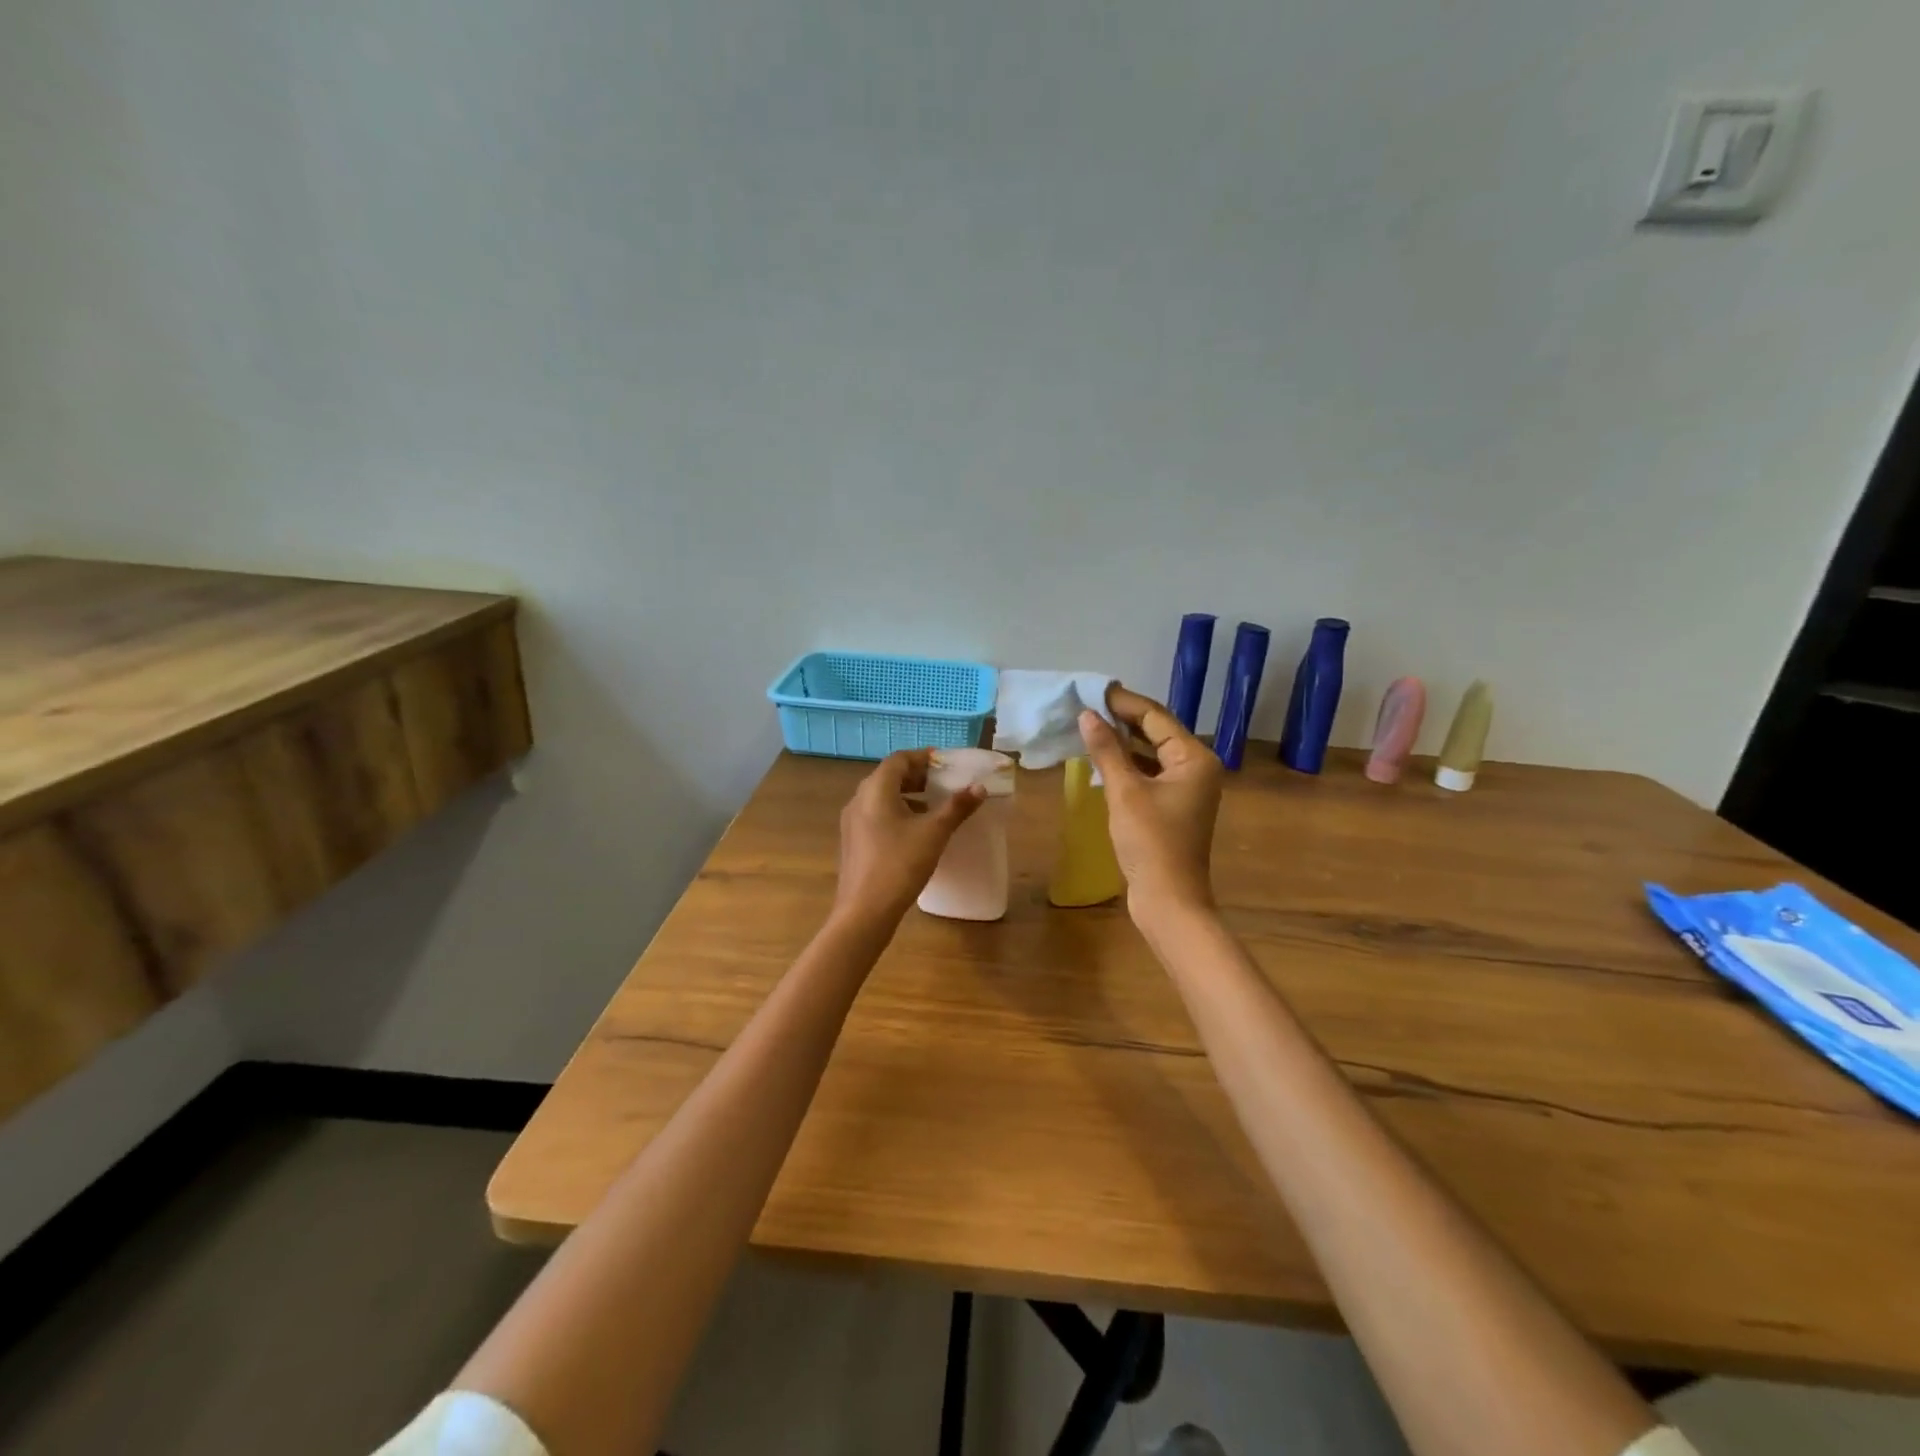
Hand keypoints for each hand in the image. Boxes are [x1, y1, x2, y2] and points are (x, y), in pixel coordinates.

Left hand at [833, 750, 984, 927]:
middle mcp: (858, 800)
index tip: (945, 763)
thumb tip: (979, 787)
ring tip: (932, 807)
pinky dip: (896, 813)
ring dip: (906, 796)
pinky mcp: (853, 842)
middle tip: (942, 783)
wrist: (865, 911)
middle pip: (888, 777)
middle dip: (916, 777)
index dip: (923, 757)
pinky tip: (914, 832)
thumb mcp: (934, 833)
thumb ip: (957, 807)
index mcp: (876, 790)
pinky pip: (875, 816)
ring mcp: (851, 822)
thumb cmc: (900, 864)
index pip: (899, 760)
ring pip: (880, 797)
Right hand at [1078, 685, 1223, 918]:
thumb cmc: (1150, 842)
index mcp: (1194, 758)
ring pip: (1152, 753)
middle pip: (1157, 732)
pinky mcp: (1173, 806)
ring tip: (1089, 726)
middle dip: (1122, 719)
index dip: (1123, 702)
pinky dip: (1128, 764)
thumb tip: (1087, 715)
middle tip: (1087, 705)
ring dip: (1123, 741)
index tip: (1093, 690)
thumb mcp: (1124, 792)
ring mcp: (1186, 788)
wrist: (1168, 899)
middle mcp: (1196, 767)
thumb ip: (1106, 750)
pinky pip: (1150, 773)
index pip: (1156, 717)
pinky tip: (1102, 759)